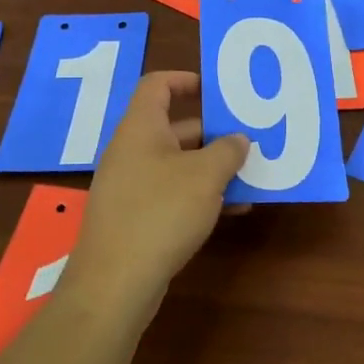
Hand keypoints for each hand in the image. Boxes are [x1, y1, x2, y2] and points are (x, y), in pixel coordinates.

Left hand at [65, 71, 248, 319]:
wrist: (115, 283)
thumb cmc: (161, 212)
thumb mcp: (206, 175)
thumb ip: (228, 150)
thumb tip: (238, 139)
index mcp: (141, 128)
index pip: (157, 85)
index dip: (185, 80)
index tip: (216, 90)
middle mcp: (131, 150)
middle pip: (173, 127)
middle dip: (212, 132)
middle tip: (247, 139)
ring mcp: (129, 186)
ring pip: (177, 164)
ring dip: (211, 168)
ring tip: (249, 178)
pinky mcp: (133, 217)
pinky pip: (171, 194)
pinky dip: (199, 195)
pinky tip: (232, 211)